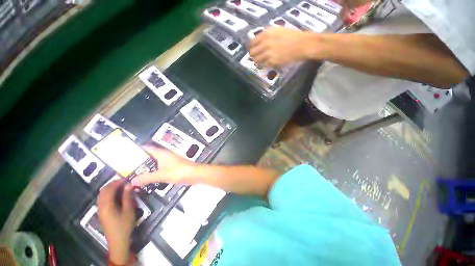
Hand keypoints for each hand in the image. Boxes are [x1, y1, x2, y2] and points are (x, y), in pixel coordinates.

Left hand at [98, 180, 134, 264]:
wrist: (117, 240)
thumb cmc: (124, 225)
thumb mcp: (129, 210)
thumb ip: (128, 197)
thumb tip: (129, 185)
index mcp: (107, 205)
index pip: (109, 189)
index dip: (117, 182)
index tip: (127, 179)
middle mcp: (101, 206)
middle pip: (103, 191)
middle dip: (113, 184)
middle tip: (124, 182)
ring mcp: (100, 210)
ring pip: (102, 195)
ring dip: (110, 188)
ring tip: (121, 187)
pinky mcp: (101, 213)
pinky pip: (103, 199)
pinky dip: (109, 194)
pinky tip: (116, 195)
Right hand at [131, 146, 196, 186]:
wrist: (194, 173)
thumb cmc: (178, 171)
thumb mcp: (161, 175)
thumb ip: (147, 178)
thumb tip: (132, 181)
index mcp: (161, 153)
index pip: (146, 148)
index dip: (137, 149)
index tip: (125, 154)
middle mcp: (165, 155)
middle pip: (149, 156)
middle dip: (139, 161)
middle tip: (127, 167)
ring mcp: (169, 160)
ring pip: (155, 162)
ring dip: (146, 167)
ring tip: (134, 174)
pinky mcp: (173, 166)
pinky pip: (160, 167)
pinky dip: (154, 171)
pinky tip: (148, 178)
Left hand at [249, 27, 316, 66]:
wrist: (303, 45)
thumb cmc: (293, 36)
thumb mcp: (278, 31)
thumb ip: (267, 36)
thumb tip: (259, 42)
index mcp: (266, 33)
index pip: (252, 42)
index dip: (251, 47)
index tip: (253, 50)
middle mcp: (265, 43)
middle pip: (252, 53)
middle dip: (253, 55)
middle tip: (257, 57)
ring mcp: (268, 53)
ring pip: (256, 60)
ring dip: (258, 61)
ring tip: (263, 60)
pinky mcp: (272, 62)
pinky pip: (264, 65)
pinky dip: (265, 64)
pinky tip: (270, 62)